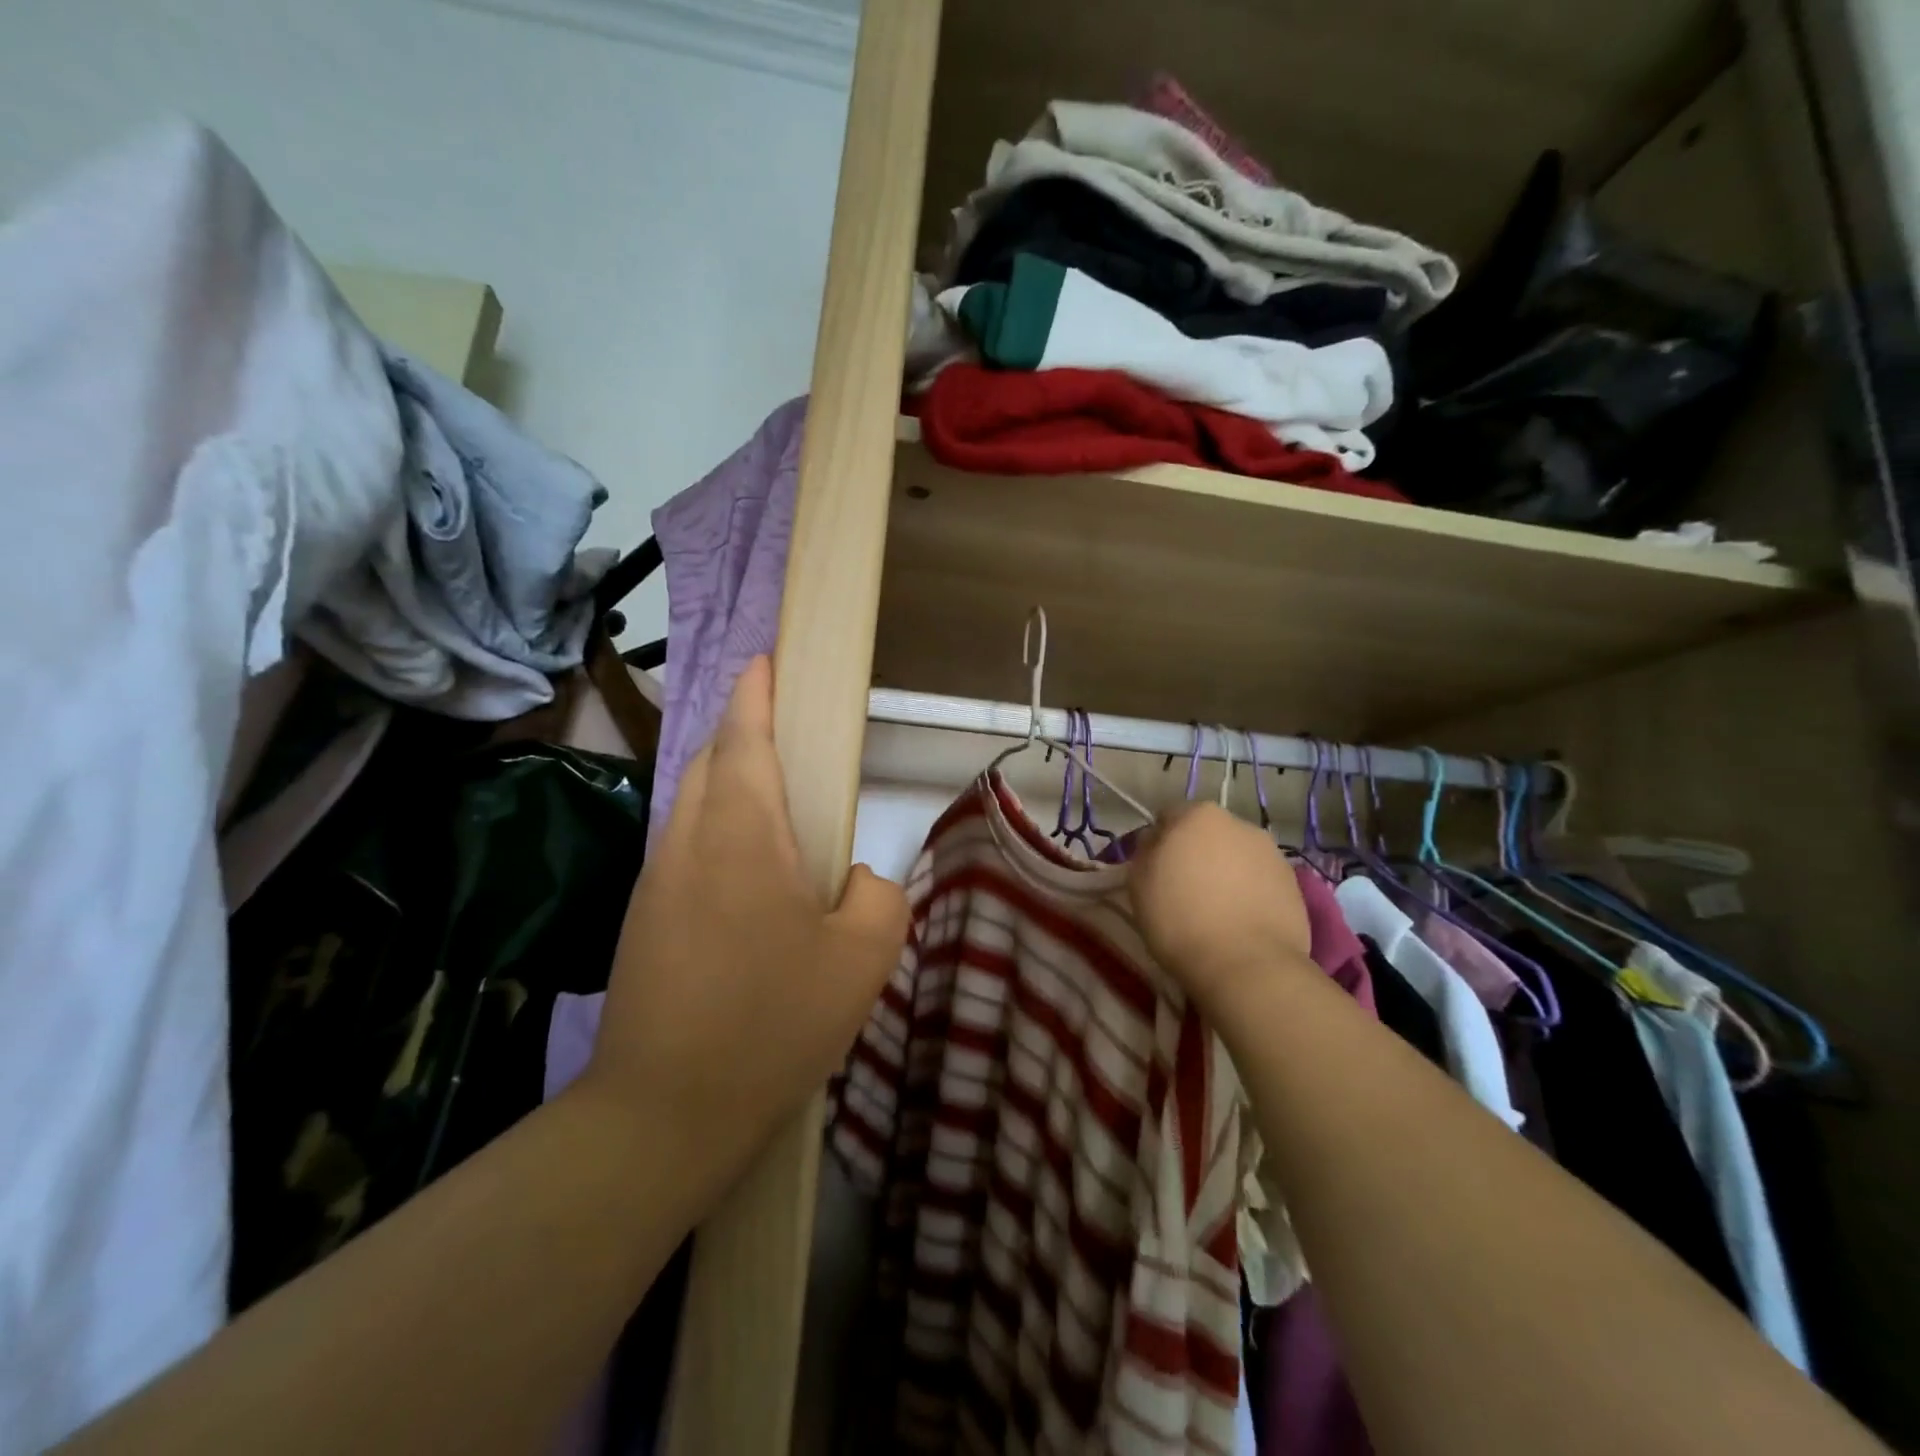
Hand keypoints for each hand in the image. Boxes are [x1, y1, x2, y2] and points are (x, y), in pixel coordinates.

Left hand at [582, 656, 908, 1191]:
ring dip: (728, 783)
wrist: (661, 1114)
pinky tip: (748, 877)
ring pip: (692, 803)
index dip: (756, 692)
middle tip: (787, 737)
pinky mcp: (641, 919)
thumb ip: (877, 897)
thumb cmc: (770, 1024)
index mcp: (740, 834)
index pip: (743, 737)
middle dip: (742, 732)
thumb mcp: (861, 960)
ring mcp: (655, 880)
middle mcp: (688, 842)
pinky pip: (684, 846)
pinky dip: (715, 830)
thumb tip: (855, 879)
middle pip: (709, 760)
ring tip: (776, 809)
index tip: (766, 661)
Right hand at [1128, 803, 1314, 1012]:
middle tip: (1184, 890)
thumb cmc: (1181, 919)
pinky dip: (1250, 893)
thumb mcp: (1139, 883)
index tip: (1155, 871)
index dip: (1159, 843)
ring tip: (1217, 910)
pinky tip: (1241, 921)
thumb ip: (1145, 851)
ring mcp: (1271, 852)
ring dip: (1226, 872)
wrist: (1247, 965)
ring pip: (1237, 856)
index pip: (1169, 817)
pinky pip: (1260, 880)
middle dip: (1196, 853)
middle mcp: (1239, 823)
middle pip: (1207, 833)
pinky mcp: (1294, 883)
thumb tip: (1156, 842)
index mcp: (1198, 815)